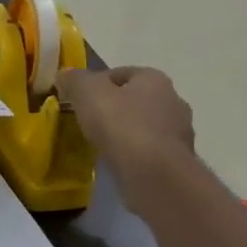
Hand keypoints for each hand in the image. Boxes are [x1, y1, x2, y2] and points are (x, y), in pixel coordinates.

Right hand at [59, 66, 195, 211]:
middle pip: (137, 99)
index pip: (122, 73)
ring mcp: (180, 132)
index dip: (98, 83)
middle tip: (90, 121)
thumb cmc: (120, 123)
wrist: (153, 173)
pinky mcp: (178, 161)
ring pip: (146, 126)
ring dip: (127, 132)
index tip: (80, 99)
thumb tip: (66, 74)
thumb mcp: (87, 92)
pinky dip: (136, 153)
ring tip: (103, 144)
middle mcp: (173, 100)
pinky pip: (151, 151)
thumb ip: (75, 80)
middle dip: (116, 107)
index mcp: (154, 78)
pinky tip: (119, 162)